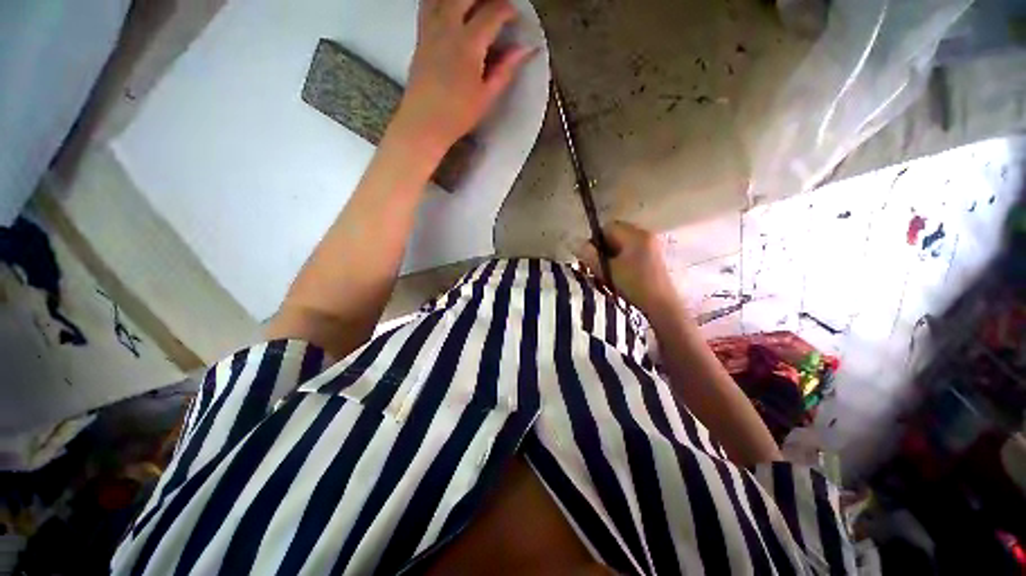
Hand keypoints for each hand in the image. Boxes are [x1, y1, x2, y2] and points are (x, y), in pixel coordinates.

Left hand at [393, 0, 534, 156]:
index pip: (492, 13)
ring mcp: (430, 29)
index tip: (514, 16)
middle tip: (495, 7)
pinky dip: (441, 1)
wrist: (424, 122)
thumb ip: (505, 69)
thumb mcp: (487, 96)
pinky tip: (450, 10)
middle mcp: (448, 28)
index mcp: (469, 44)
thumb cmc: (458, 114)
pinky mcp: (420, 36)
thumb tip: (525, 50)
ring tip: (472, 6)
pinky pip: (428, 4)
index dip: (507, 11)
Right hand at [574, 221, 679, 314]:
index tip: (591, 259)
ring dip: (612, 257)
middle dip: (603, 249)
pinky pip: (632, 252)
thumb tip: (575, 243)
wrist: (662, 306)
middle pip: (616, 235)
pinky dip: (622, 261)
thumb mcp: (607, 271)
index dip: (596, 241)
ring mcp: (652, 246)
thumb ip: (590, 256)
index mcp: (635, 234)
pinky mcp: (654, 257)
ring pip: (623, 245)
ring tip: (608, 274)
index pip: (608, 227)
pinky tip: (620, 276)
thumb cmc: (634, 286)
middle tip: (598, 267)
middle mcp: (646, 235)